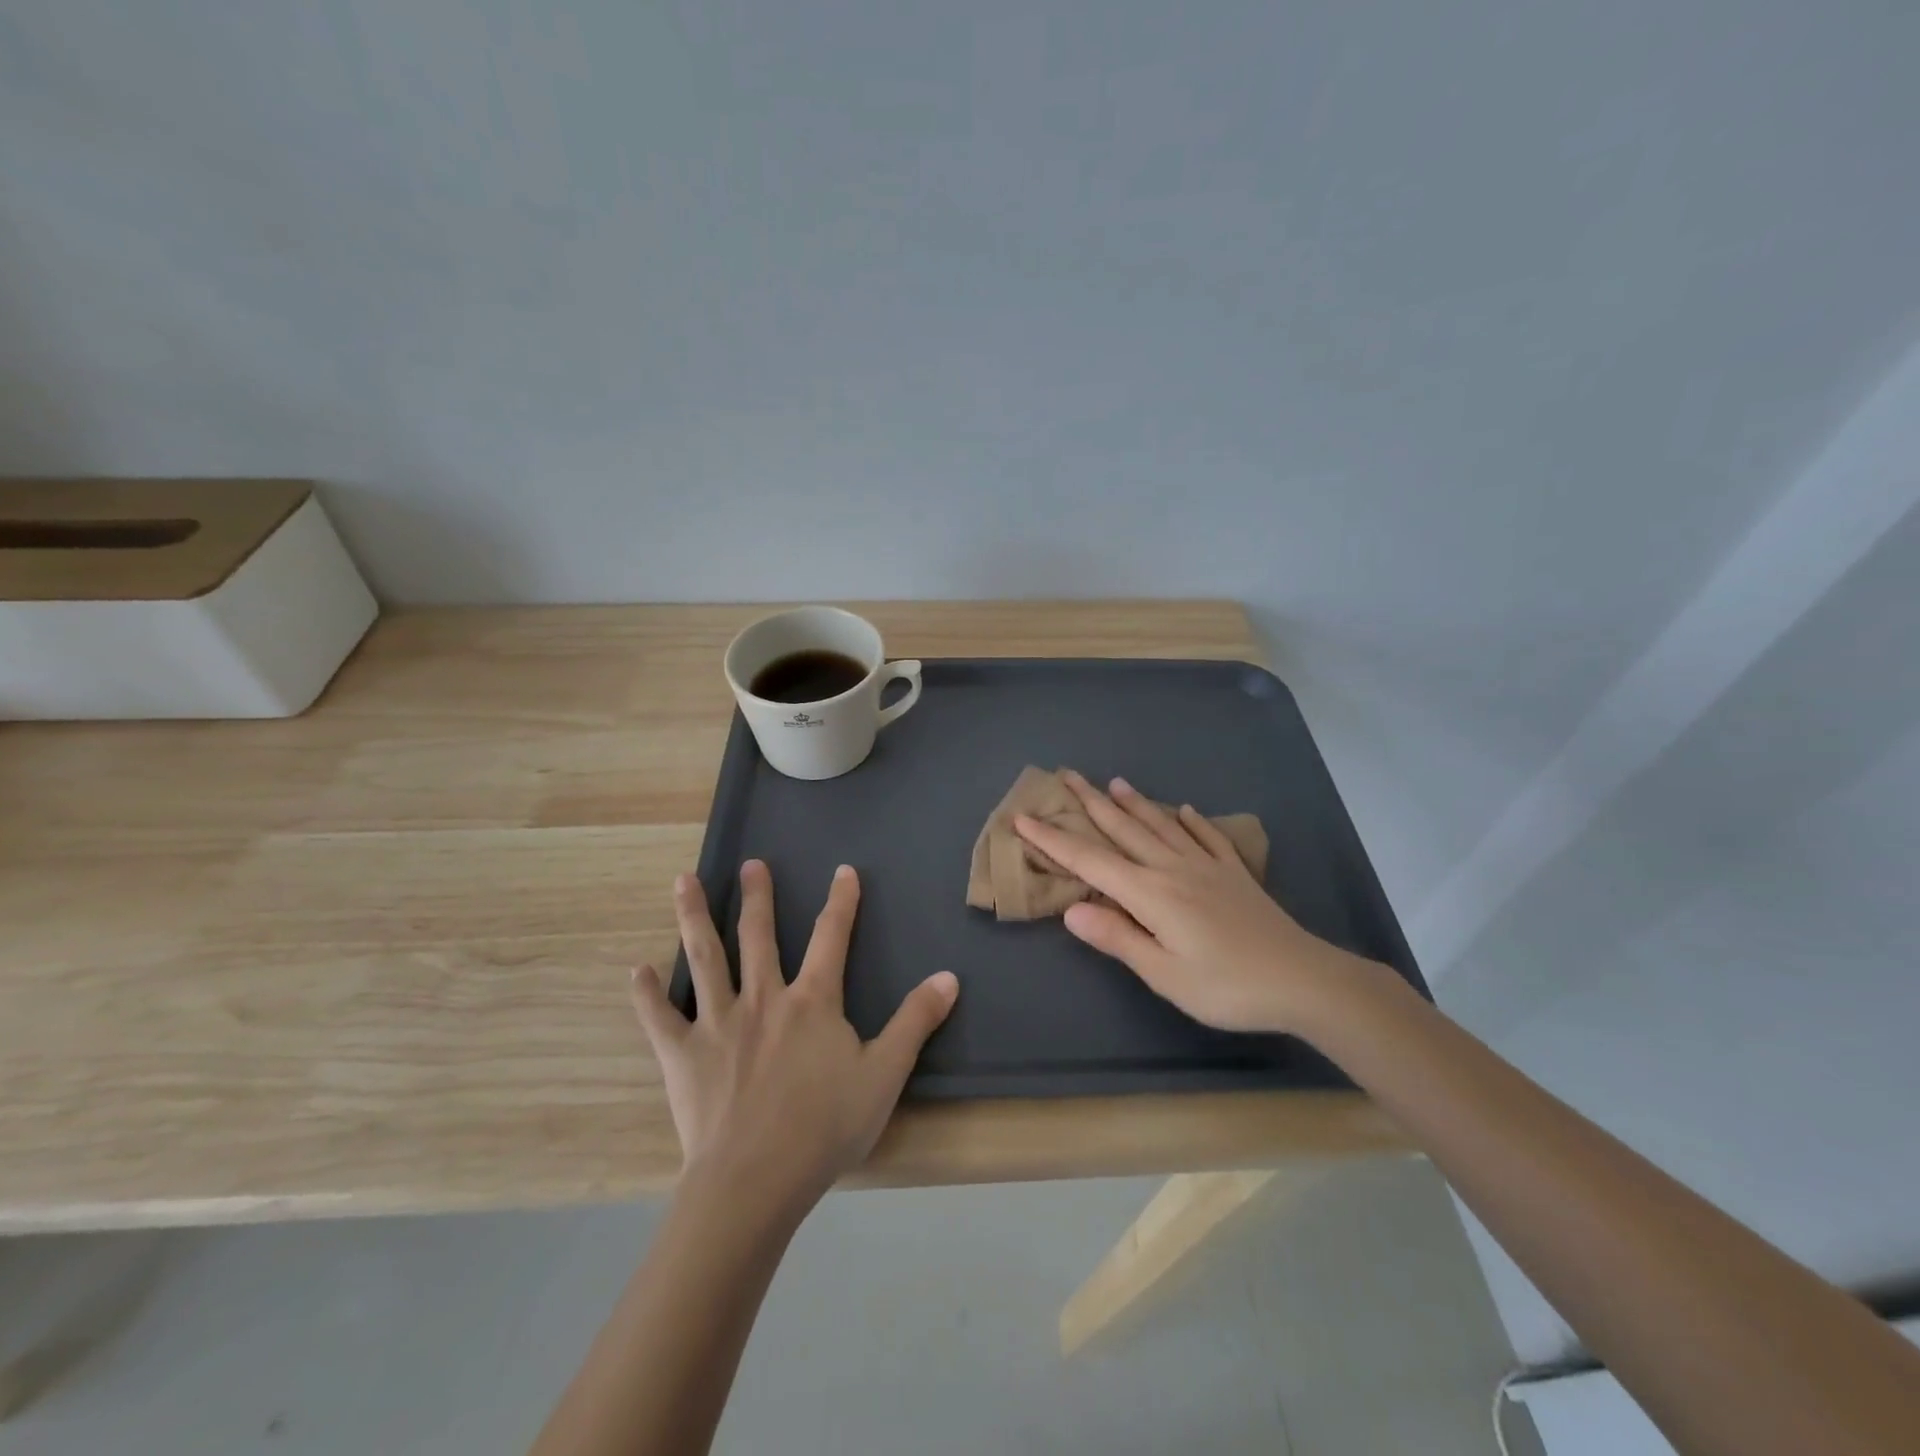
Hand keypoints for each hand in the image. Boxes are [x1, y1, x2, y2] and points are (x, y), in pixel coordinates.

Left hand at [629, 860, 957, 1217]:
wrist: (755, 1180)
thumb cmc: (825, 1127)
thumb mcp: (885, 1074)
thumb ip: (915, 1021)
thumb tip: (949, 976)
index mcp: (812, 1001)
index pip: (831, 938)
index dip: (841, 902)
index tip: (843, 871)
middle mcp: (763, 998)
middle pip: (759, 936)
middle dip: (757, 897)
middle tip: (751, 864)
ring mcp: (718, 1023)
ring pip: (705, 958)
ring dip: (694, 917)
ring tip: (682, 881)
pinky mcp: (683, 1055)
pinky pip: (660, 1018)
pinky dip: (647, 994)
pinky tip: (637, 971)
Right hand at [1014, 771, 1367, 1034]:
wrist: (1304, 980)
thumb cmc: (1227, 987)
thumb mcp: (1164, 974)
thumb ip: (1117, 937)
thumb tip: (1071, 909)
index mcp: (1150, 893)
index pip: (1090, 861)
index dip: (1053, 840)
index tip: (1023, 818)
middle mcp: (1173, 869)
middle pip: (1124, 830)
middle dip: (1091, 803)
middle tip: (1067, 775)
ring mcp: (1207, 867)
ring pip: (1161, 826)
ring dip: (1134, 803)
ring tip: (1114, 782)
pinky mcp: (1234, 874)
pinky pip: (1207, 838)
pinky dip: (1192, 822)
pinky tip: (1186, 811)